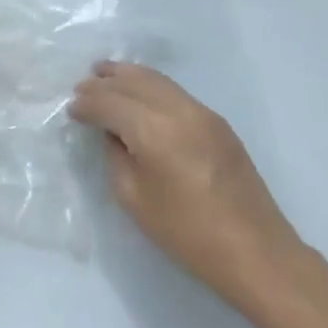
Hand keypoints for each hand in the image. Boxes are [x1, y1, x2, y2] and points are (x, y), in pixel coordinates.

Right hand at [70, 62, 303, 302]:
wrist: (256, 251)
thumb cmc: (188, 233)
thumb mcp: (135, 199)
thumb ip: (117, 156)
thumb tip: (112, 133)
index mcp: (153, 130)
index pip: (110, 102)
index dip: (87, 104)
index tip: (71, 110)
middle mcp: (177, 109)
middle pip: (133, 81)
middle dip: (104, 82)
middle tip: (82, 87)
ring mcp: (201, 111)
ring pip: (156, 79)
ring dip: (127, 76)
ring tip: (106, 76)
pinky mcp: (217, 121)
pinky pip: (174, 90)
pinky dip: (150, 86)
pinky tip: (140, 94)